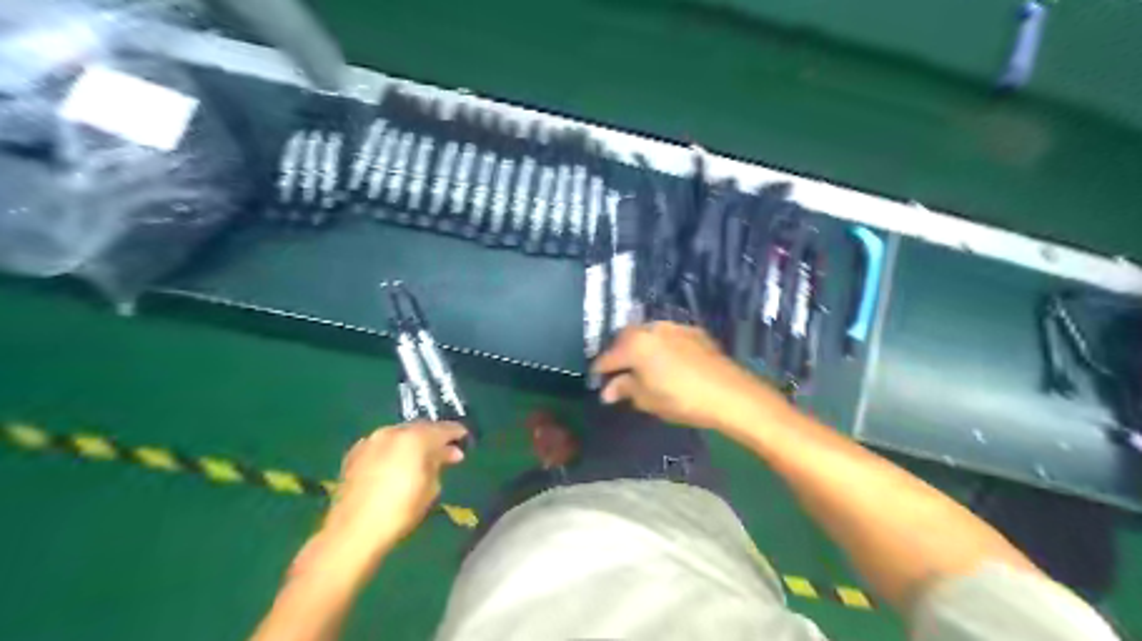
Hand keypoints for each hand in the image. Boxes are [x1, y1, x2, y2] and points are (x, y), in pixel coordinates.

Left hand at [298, 421, 473, 576]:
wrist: (353, 531)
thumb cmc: (400, 510)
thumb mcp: (430, 487)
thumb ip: (439, 463)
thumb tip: (449, 453)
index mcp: (415, 438)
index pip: (443, 428)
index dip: (456, 433)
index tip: (464, 438)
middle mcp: (392, 432)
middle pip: (420, 428)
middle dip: (434, 437)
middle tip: (446, 451)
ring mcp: (371, 441)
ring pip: (399, 435)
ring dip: (412, 443)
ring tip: (420, 459)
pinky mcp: (354, 454)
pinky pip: (382, 445)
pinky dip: (393, 450)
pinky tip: (396, 464)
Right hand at [594, 322, 790, 431]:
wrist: (729, 394)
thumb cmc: (681, 399)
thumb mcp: (647, 399)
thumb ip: (625, 389)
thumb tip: (608, 390)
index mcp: (635, 344)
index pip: (608, 357)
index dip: (600, 370)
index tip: (596, 381)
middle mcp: (651, 329)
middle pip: (626, 339)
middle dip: (620, 354)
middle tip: (620, 373)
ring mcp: (674, 327)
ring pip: (648, 334)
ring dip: (641, 347)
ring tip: (644, 367)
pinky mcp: (694, 332)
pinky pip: (669, 336)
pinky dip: (662, 346)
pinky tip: (668, 362)